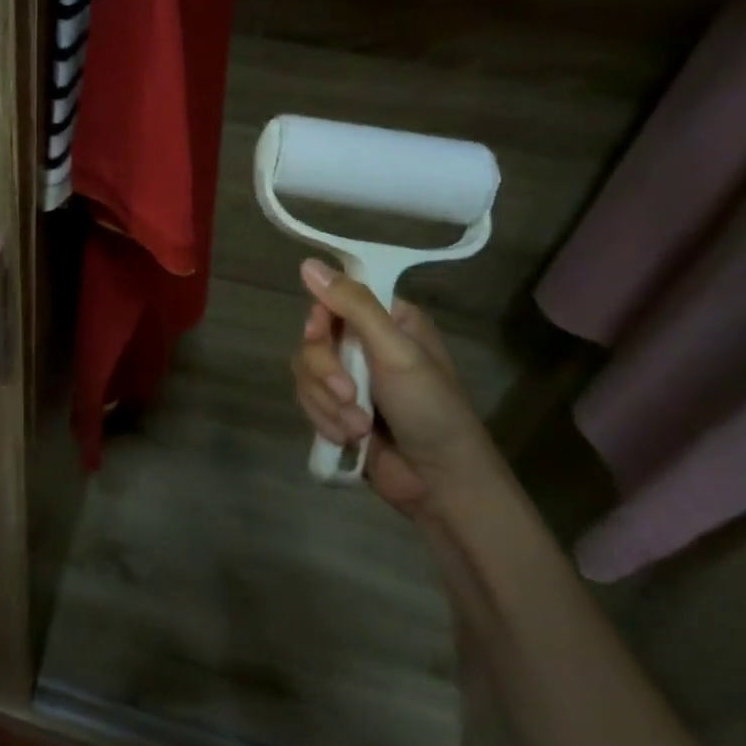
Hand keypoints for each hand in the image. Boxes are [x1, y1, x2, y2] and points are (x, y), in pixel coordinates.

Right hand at [289, 259, 506, 516]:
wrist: (440, 482)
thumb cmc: (430, 409)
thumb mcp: (396, 351)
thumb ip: (354, 306)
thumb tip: (308, 263)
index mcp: (387, 320)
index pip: (332, 300)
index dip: (320, 320)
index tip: (322, 335)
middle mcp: (365, 344)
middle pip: (313, 340)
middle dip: (324, 372)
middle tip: (348, 394)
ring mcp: (350, 379)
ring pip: (305, 373)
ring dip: (327, 403)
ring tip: (358, 427)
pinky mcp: (337, 410)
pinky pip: (307, 401)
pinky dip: (324, 420)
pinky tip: (349, 438)